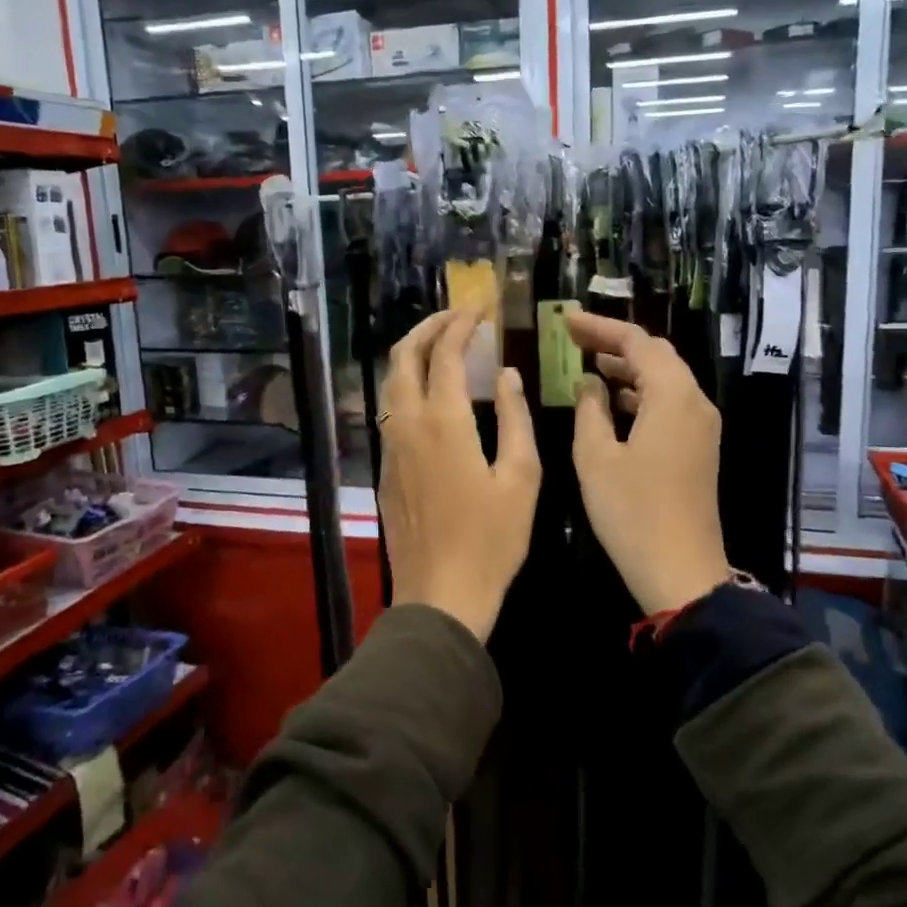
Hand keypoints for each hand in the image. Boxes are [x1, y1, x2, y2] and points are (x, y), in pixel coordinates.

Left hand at [379, 310, 540, 641]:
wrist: (440, 596)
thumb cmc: (491, 540)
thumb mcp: (521, 478)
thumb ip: (515, 419)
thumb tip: (506, 375)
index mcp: (443, 422)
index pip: (444, 353)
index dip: (461, 325)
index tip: (480, 310)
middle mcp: (407, 425)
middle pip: (403, 357)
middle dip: (428, 327)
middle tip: (457, 318)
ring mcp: (390, 447)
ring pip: (391, 383)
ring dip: (413, 354)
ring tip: (442, 346)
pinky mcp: (385, 470)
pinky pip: (390, 411)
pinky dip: (408, 385)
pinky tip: (431, 396)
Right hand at [566, 310, 729, 615]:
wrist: (681, 571)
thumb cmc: (632, 512)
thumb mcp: (596, 456)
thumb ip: (590, 408)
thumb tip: (590, 381)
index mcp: (672, 396)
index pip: (637, 342)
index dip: (600, 328)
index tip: (566, 321)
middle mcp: (695, 402)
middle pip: (657, 355)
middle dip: (615, 343)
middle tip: (574, 339)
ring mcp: (702, 426)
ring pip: (665, 379)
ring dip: (629, 368)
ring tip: (589, 364)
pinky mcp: (700, 447)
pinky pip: (670, 403)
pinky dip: (641, 394)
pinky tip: (613, 403)